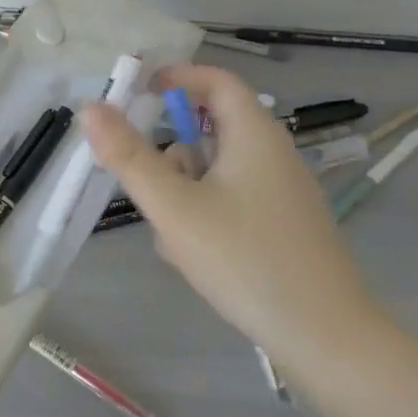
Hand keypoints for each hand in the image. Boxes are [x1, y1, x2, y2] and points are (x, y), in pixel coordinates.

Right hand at [80, 65, 384, 368]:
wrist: (325, 339)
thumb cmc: (245, 260)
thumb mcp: (175, 207)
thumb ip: (129, 157)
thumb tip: (91, 108)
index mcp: (254, 135)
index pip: (216, 81)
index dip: (177, 77)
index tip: (138, 92)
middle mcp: (273, 155)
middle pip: (210, 130)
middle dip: (171, 155)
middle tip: (145, 184)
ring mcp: (282, 194)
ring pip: (216, 173)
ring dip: (184, 193)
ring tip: (173, 239)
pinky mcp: (284, 227)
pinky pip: (231, 203)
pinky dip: (205, 217)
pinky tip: (197, 259)